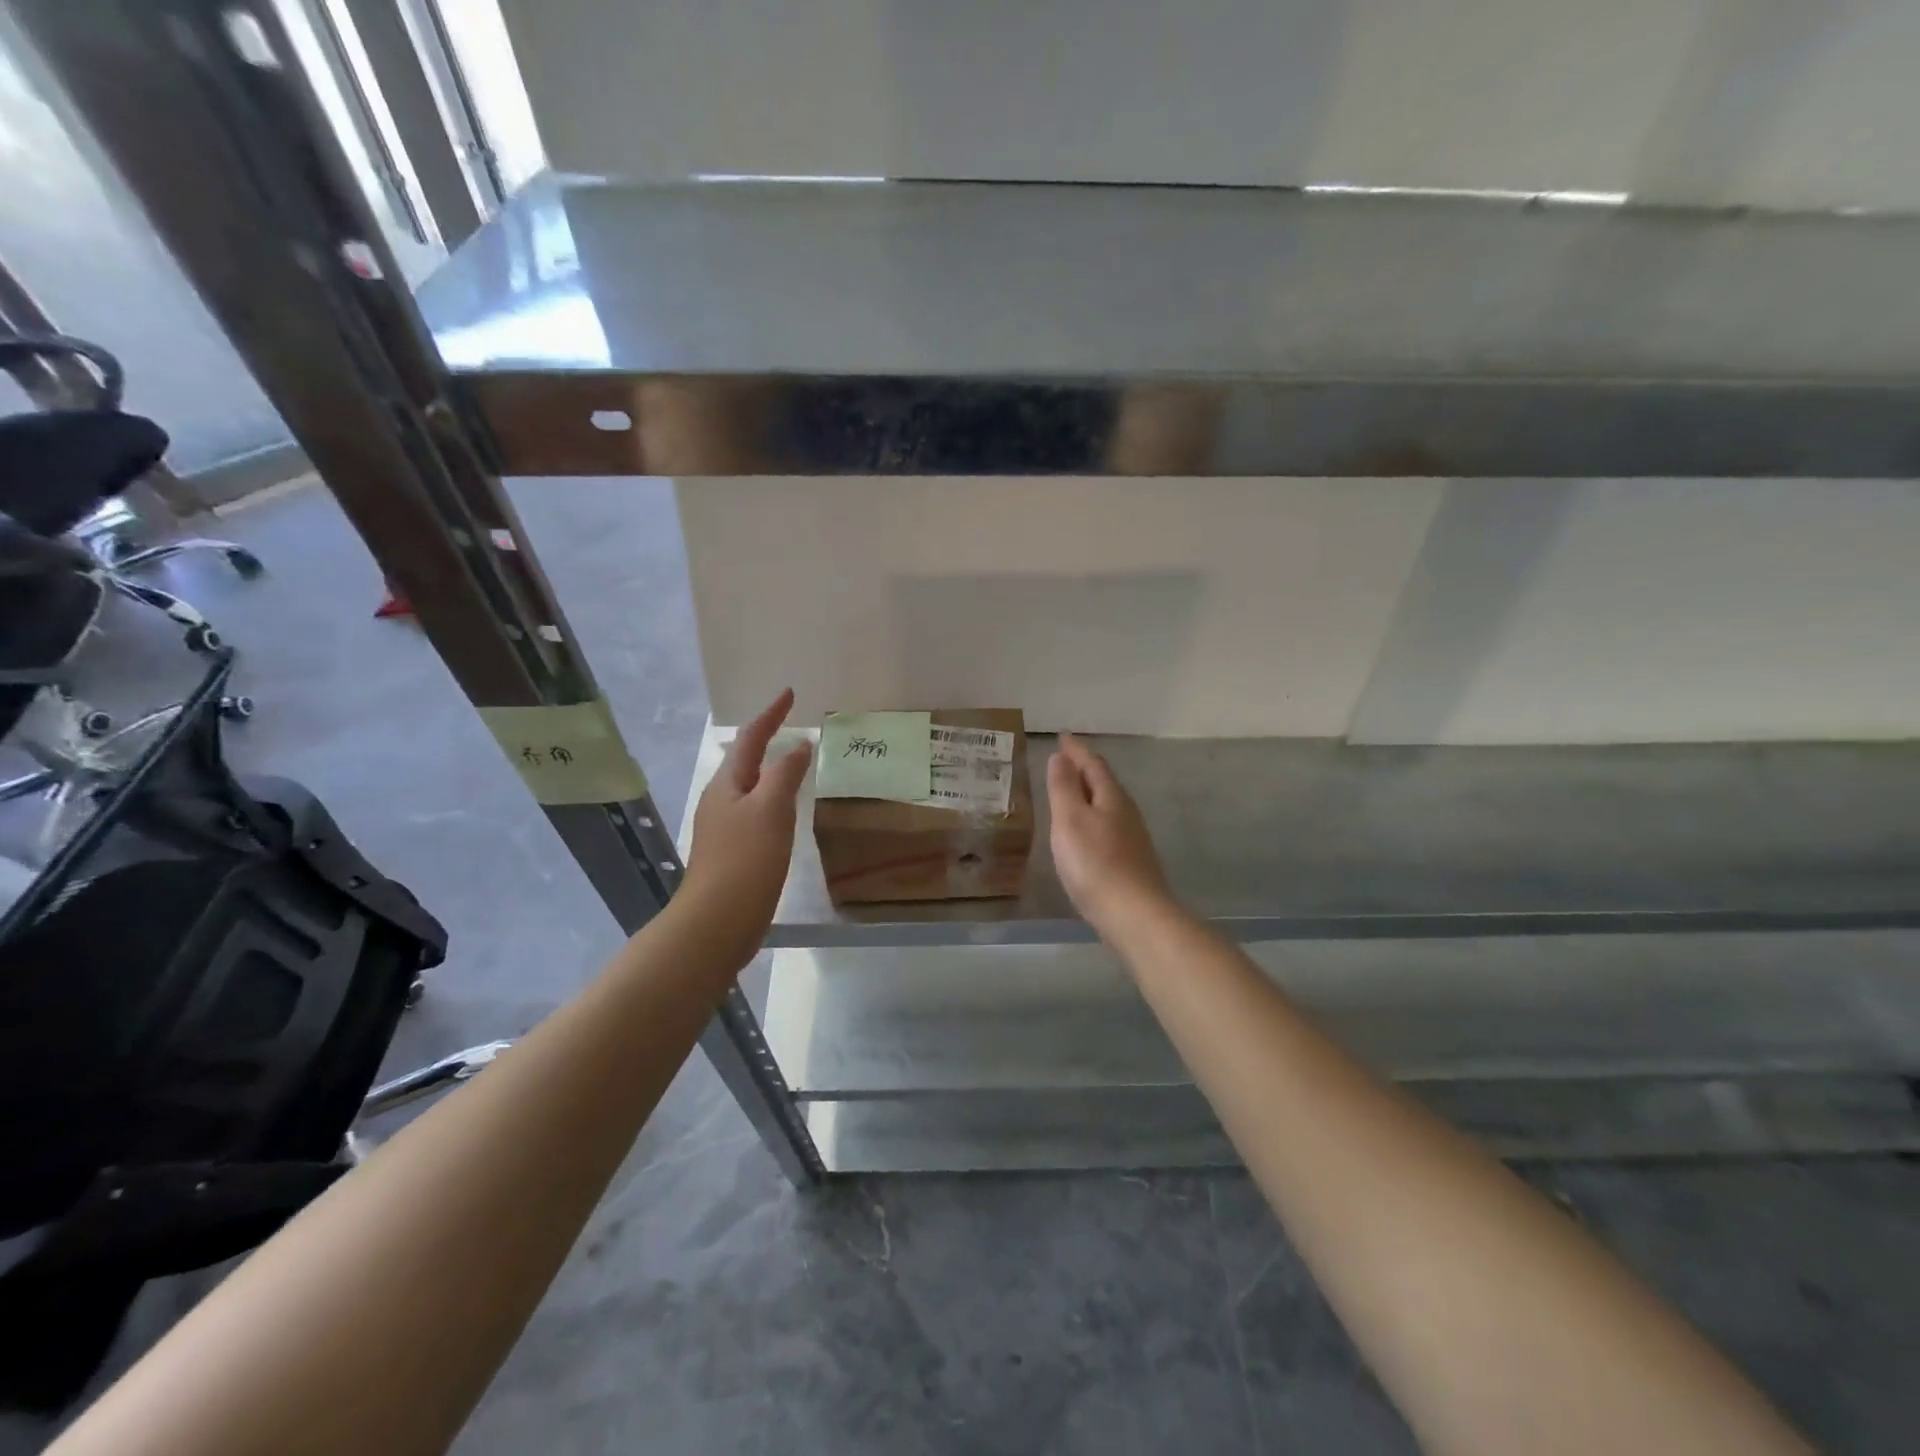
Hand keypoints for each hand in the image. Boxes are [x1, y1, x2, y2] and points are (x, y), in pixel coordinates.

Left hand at [680, 689, 812, 959]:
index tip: (789, 693)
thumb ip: (785, 774)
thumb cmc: (746, 860)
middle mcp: (721, 800)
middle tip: (790, 724)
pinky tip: (784, 811)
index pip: (750, 738)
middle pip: (744, 760)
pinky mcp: (733, 852)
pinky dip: (772, 799)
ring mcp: (724, 827)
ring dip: (769, 769)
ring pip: (749, 786)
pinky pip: (755, 812)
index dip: (770, 715)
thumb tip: (799, 745)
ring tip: (792, 761)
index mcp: (728, 785)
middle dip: (765, 738)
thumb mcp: (771, 810)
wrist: (717, 922)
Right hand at [1046, 733, 1170, 934]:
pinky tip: (1085, 833)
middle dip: (1084, 769)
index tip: (1062, 736)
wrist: (1134, 914)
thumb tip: (1061, 757)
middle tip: (1064, 760)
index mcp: (1111, 797)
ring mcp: (1131, 838)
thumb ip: (1064, 788)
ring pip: (1107, 805)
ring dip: (1089, 794)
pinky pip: (1108, 827)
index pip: (1092, 764)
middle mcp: (1126, 812)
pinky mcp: (1130, 862)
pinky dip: (1093, 819)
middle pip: (1104, 783)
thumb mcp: (1070, 820)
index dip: (1076, 750)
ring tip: (1071, 792)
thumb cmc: (1095, 863)